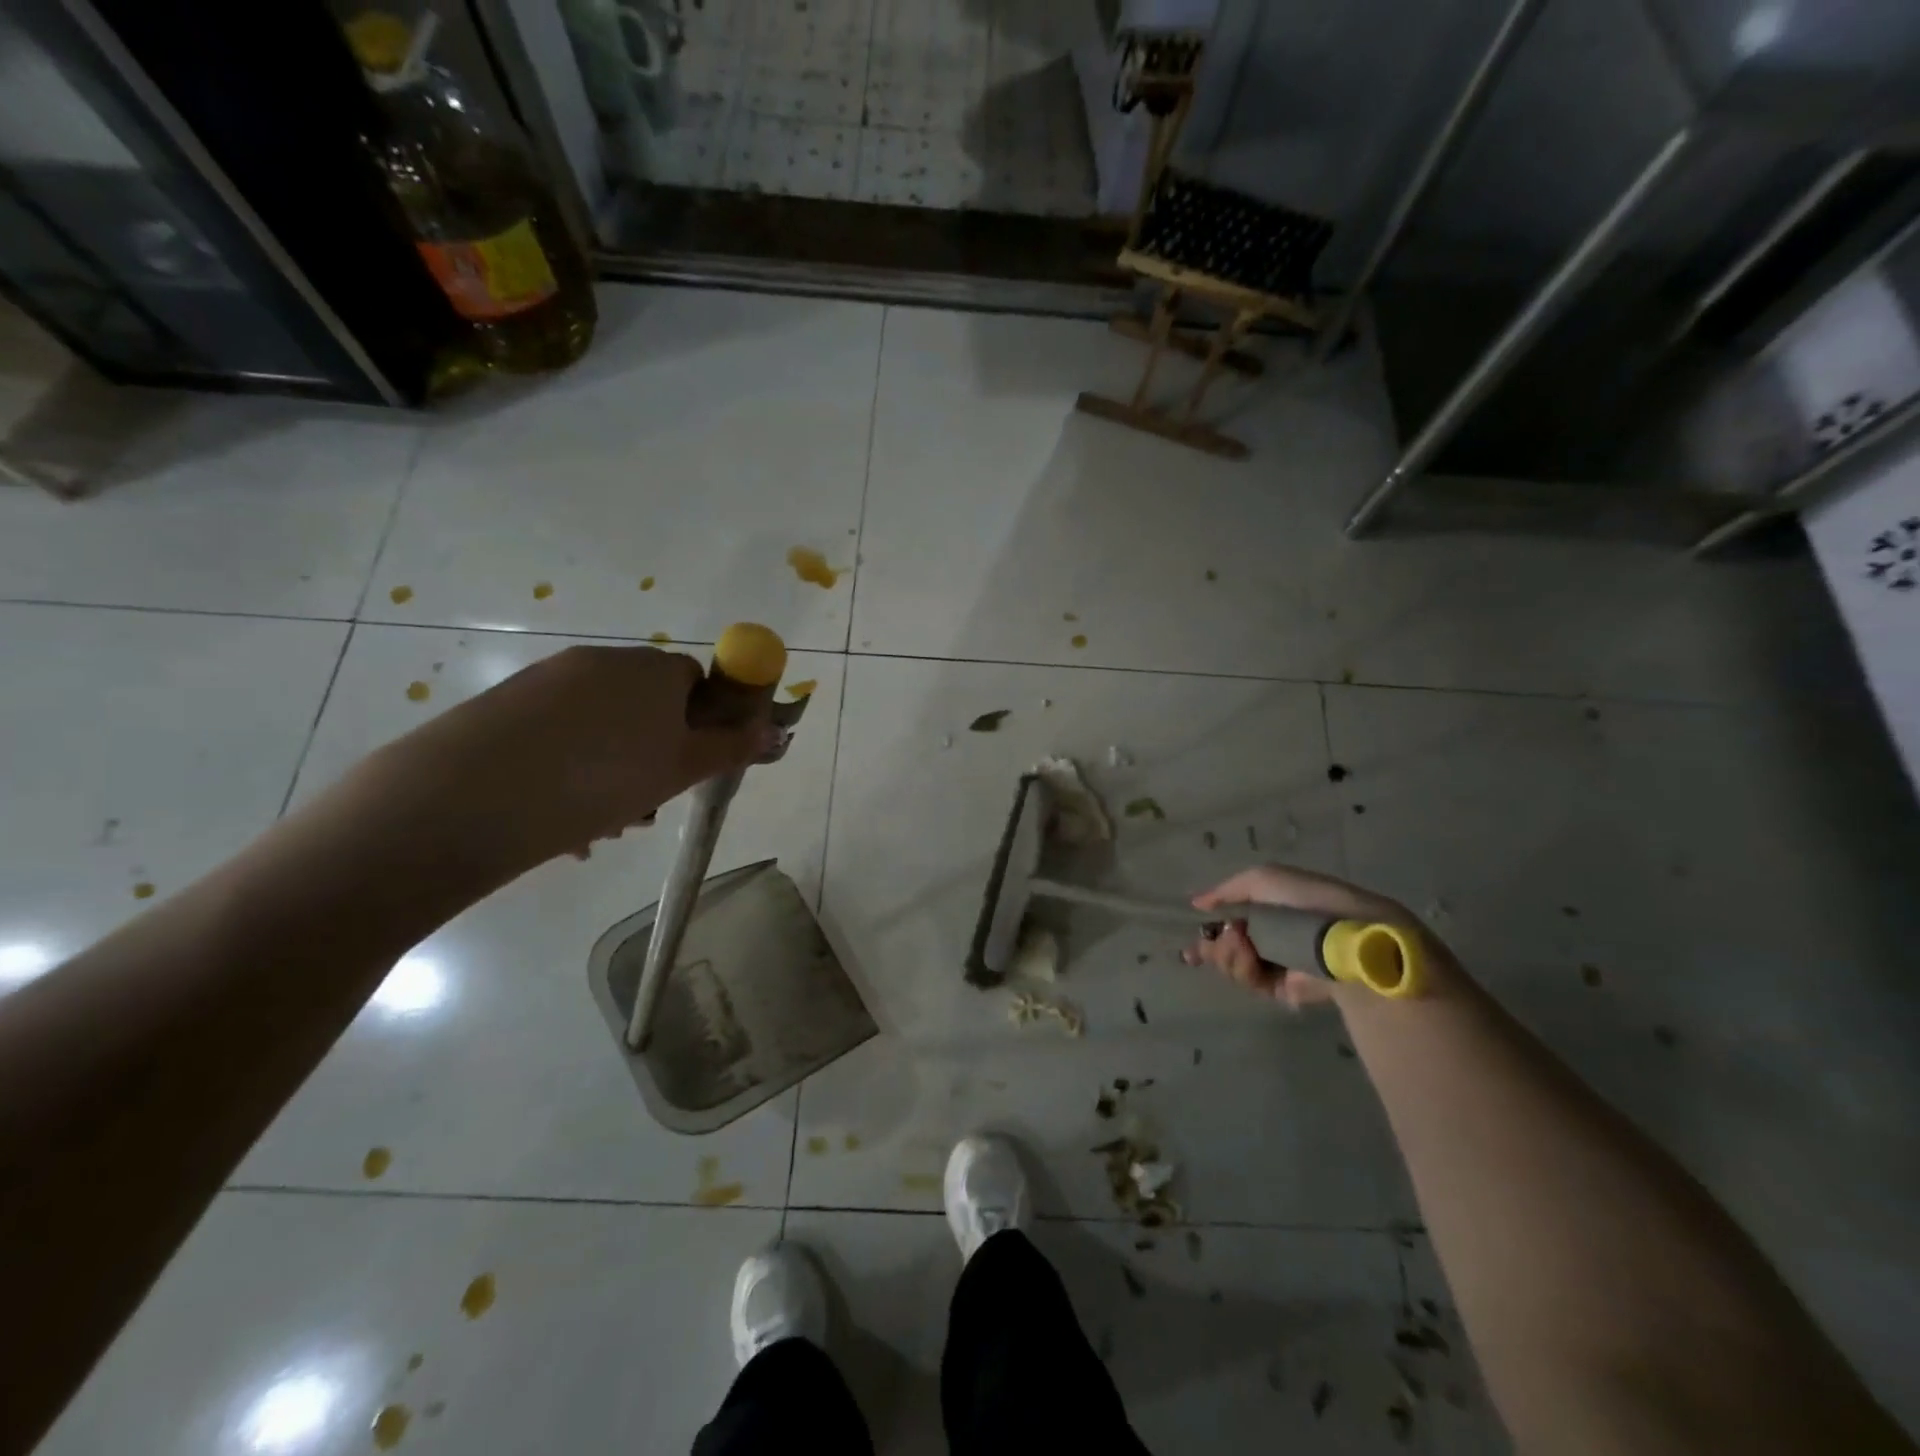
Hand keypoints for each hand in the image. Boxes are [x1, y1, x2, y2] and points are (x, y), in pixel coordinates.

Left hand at [367, 645, 777, 871]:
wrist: (470, 798)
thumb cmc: (601, 780)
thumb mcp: (681, 770)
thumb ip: (731, 748)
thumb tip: (775, 730)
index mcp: (651, 669)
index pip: (694, 681)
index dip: (700, 724)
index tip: (689, 765)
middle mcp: (600, 663)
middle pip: (646, 706)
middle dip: (654, 755)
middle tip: (645, 806)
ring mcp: (547, 681)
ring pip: (601, 728)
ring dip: (613, 771)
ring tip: (599, 826)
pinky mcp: (503, 707)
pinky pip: (558, 736)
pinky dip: (569, 770)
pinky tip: (558, 820)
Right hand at [1181, 864, 1412, 1009]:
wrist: (1342, 934)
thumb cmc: (1305, 900)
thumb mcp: (1262, 879)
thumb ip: (1226, 890)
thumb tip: (1197, 904)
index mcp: (1266, 912)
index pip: (1229, 926)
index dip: (1208, 935)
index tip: (1191, 946)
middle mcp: (1268, 939)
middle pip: (1224, 950)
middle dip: (1213, 947)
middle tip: (1213, 942)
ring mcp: (1274, 966)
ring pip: (1232, 966)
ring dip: (1227, 954)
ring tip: (1239, 943)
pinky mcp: (1283, 990)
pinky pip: (1250, 982)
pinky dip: (1242, 968)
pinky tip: (1248, 955)